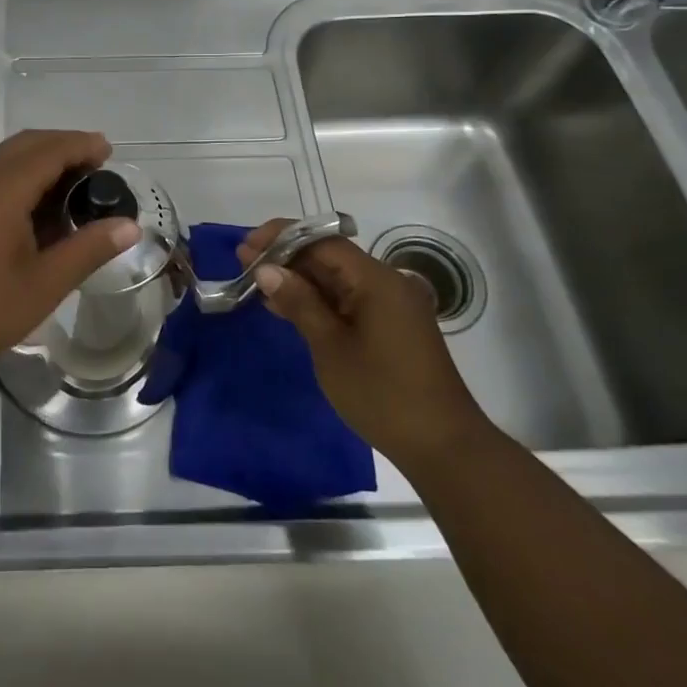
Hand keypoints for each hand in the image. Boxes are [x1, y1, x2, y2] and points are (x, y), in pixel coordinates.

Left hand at [0, 130, 138, 382]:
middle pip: (25, 144)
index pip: (49, 150)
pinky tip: (30, 208)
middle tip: (94, 166)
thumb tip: (129, 226)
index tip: (108, 151)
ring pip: (3, 157)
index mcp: (0, 189)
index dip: (81, 145)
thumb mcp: (44, 284)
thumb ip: (88, 249)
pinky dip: (16, 175)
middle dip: (62, 147)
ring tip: (68, 186)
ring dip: (38, 161)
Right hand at [243, 221, 491, 466]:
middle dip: (286, 257)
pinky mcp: (390, 327)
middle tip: (243, 264)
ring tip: (256, 283)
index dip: (281, 238)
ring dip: (299, 279)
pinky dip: (318, 300)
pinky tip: (287, 307)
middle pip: (330, 257)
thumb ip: (299, 302)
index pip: (323, 242)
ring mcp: (391, 306)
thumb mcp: (330, 347)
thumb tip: (266, 269)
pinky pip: (348, 299)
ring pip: (337, 279)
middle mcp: (387, 283)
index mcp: (376, 280)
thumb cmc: (382, 394)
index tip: (246, 247)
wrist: (443, 447)